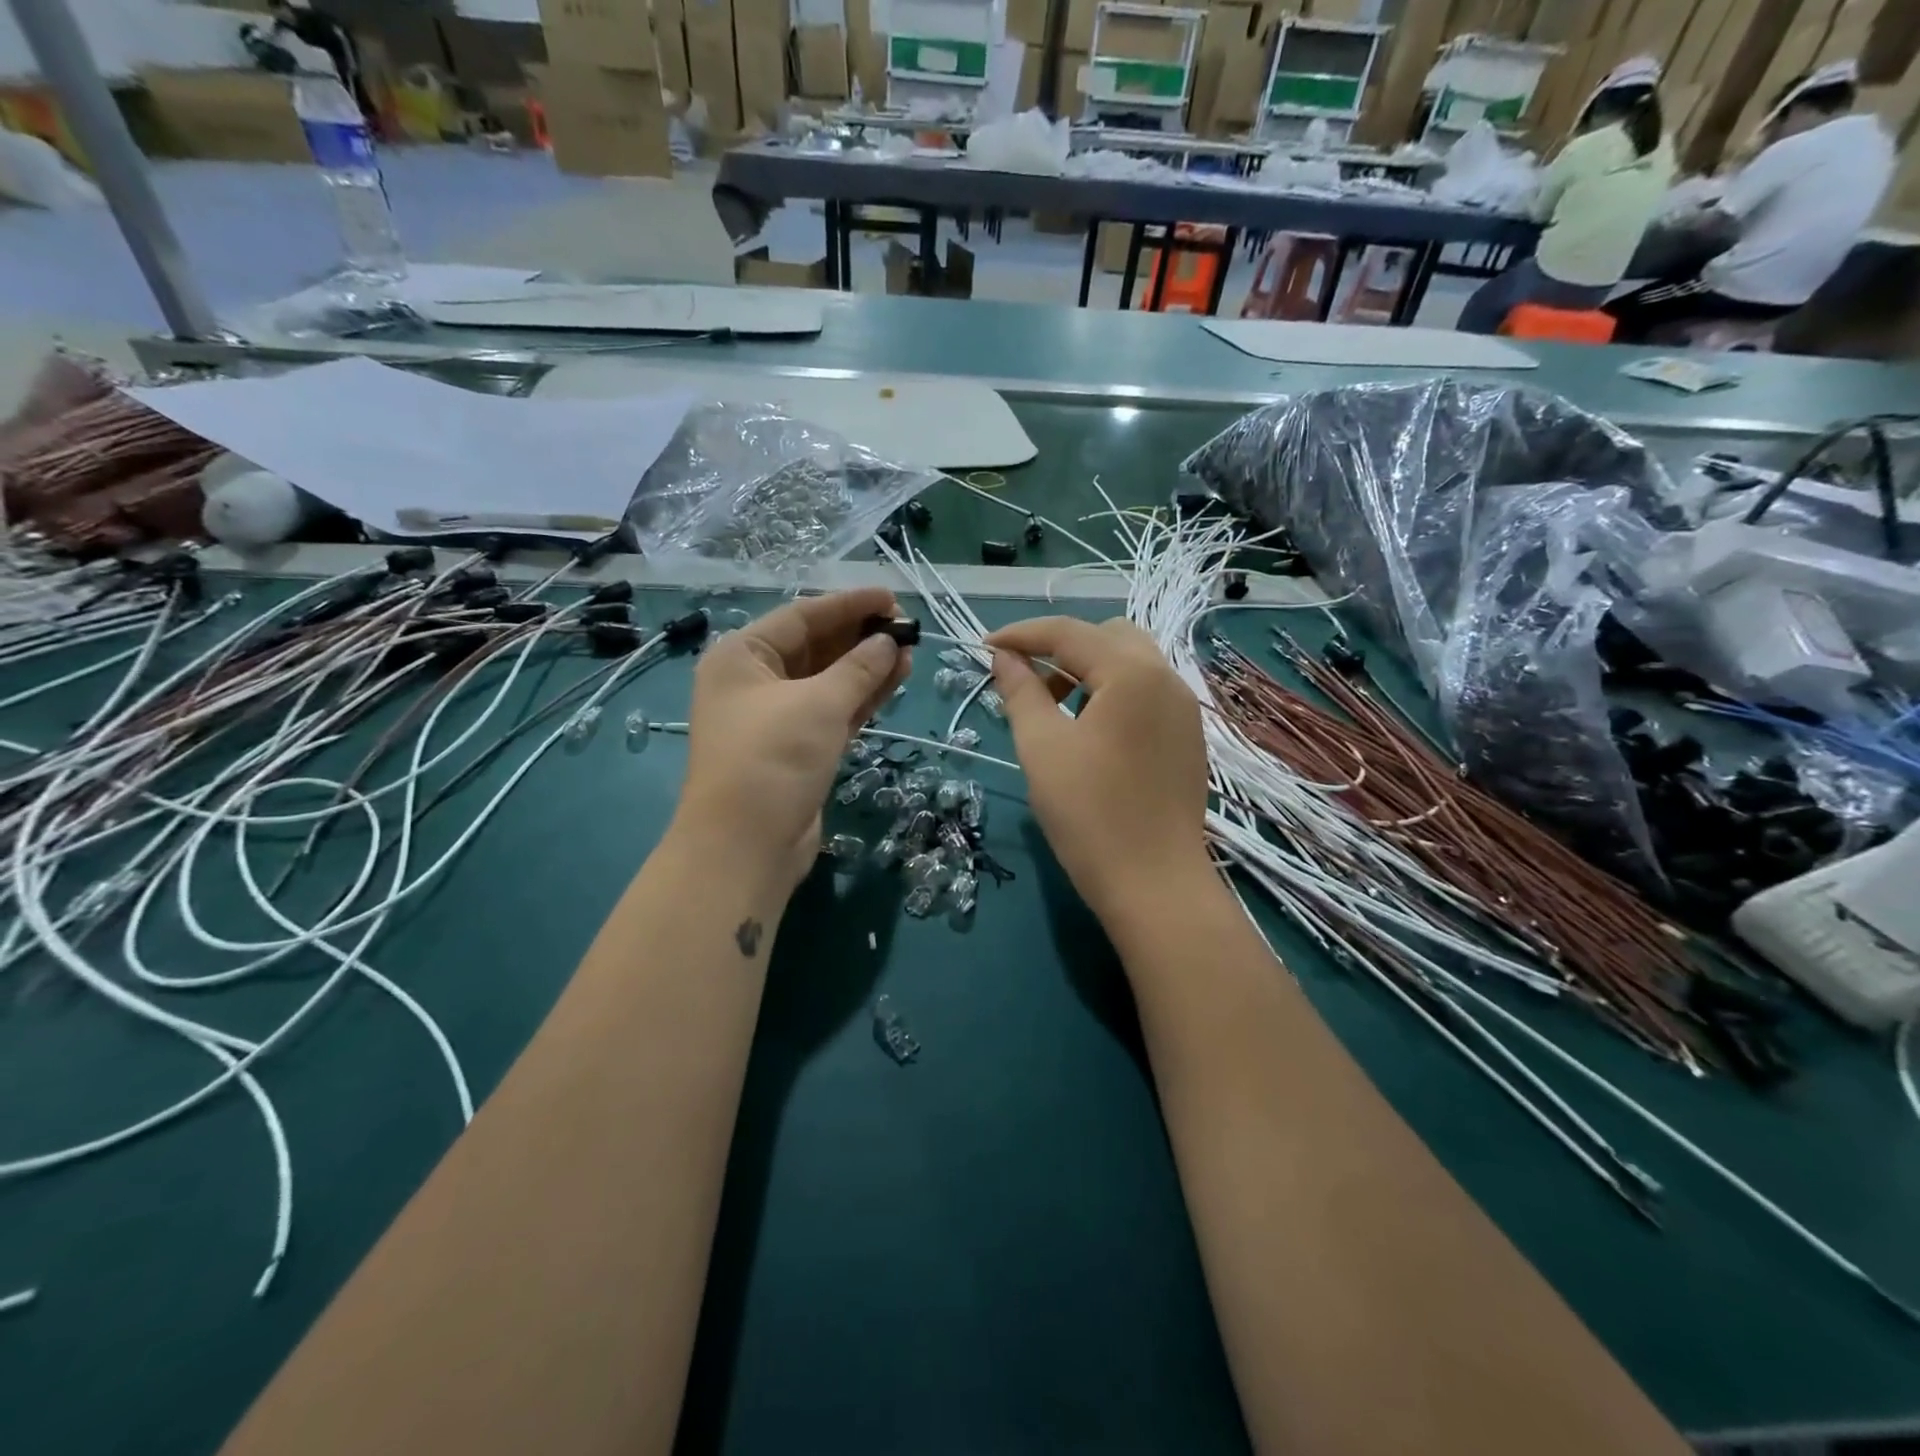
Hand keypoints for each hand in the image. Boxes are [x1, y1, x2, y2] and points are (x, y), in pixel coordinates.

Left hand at [677, 588, 909, 891]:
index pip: (801, 616)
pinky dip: (862, 697)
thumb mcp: (818, 704)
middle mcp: (755, 681)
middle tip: (906, 627)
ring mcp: (777, 717)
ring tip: (909, 651)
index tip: (892, 598)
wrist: (746, 846)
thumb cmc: (772, 758)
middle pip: (815, 647)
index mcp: (742, 656)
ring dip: (867, 667)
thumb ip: (858, 668)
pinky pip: (834, 711)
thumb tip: (889, 642)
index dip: (849, 605)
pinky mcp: (798, 748)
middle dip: (860, 637)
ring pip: (829, 681)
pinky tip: (895, 679)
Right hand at [986, 616, 1210, 926]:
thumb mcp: (1042, 748)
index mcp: (1132, 672)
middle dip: (1060, 649)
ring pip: (1131, 663)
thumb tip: (1004, 657)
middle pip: (1107, 637)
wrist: (1154, 885)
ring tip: (1054, 708)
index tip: (983, 647)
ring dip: (1088, 670)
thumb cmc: (1090, 814)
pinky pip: (1146, 692)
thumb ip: (1021, 692)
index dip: (1021, 634)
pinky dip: (1112, 693)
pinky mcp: (1188, 736)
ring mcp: (1184, 708)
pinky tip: (1090, 731)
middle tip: (1025, 682)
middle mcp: (1167, 678)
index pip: (1069, 633)